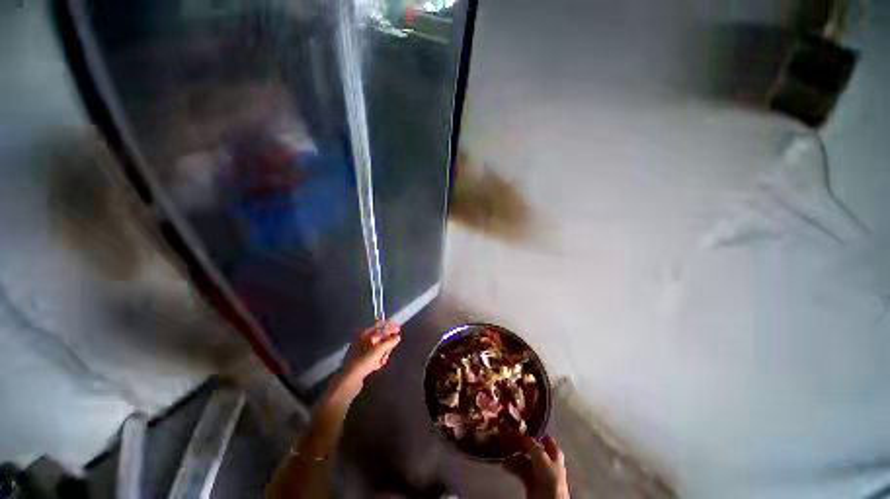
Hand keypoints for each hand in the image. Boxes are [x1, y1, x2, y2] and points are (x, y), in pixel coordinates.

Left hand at [340, 321, 401, 389]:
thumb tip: (397, 337)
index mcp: (364, 333)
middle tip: (388, 352)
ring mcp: (361, 350)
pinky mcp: (361, 360)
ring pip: (379, 348)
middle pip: (381, 338)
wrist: (349, 380)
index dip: (390, 327)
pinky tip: (377, 366)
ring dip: (383, 354)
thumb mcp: (379, 349)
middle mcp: (362, 339)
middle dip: (386, 345)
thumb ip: (390, 342)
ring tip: (382, 361)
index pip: (380, 326)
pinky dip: (378, 360)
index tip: (399, 330)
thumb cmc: (363, 361)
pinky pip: (374, 356)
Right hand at [505, 435, 569, 498]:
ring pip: (524, 458)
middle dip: (520, 442)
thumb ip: (531, 443)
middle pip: (532, 448)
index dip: (534, 431)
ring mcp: (538, 472)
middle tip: (508, 436)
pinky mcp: (530, 482)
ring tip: (503, 449)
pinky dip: (512, 466)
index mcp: (554, 453)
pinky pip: (520, 470)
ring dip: (514, 454)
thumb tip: (521, 434)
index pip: (544, 437)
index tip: (520, 424)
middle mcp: (546, 461)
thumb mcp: (540, 456)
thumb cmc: (549, 476)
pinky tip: (504, 463)